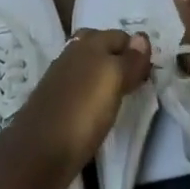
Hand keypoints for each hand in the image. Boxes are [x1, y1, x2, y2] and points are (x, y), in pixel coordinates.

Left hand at [5, 28, 151, 188]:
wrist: (38, 152)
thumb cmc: (82, 113)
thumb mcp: (113, 82)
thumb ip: (129, 60)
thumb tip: (142, 37)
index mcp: (90, 43)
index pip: (120, 36)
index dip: (137, 50)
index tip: (151, 72)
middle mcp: (74, 53)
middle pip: (103, 46)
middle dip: (121, 57)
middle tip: (138, 81)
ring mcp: (62, 75)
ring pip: (91, 64)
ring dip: (106, 73)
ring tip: (122, 94)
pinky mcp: (56, 99)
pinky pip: (81, 84)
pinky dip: (93, 89)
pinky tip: (99, 105)